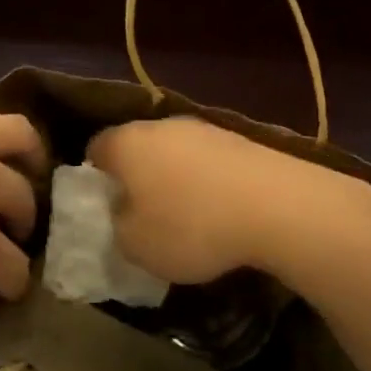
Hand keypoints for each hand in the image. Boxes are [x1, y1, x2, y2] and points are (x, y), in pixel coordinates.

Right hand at [86, 117, 370, 288]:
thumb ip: (117, 227)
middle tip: (141, 215)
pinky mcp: (240, 139)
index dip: (94, 177)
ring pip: (175, 152)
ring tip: (186, 218)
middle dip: (136, 177)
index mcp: (127, 142)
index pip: (96, 148)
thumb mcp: (136, 245)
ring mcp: (205, 128)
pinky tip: (220, 211)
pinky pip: (208, 161)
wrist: (276, 205)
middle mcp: (162, 125)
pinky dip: (207, 182)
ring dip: (174, 179)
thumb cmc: (191, 225)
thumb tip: (124, 214)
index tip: (103, 206)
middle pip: (138, 147)